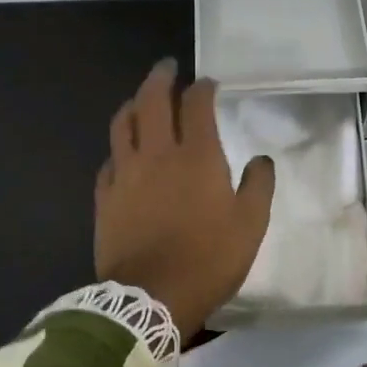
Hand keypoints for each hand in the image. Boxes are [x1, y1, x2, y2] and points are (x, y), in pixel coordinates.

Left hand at [94, 59, 275, 339]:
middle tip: (168, 68)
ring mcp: (125, 174)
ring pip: (122, 124)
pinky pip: (108, 161)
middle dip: (161, 78)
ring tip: (141, 99)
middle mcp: (157, 154)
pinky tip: (123, 152)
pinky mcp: (105, 197)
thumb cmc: (208, 259)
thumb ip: (258, 186)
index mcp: (197, 156)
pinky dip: (118, 147)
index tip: (208, 83)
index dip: (202, 88)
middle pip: (152, 101)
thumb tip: (261, 159)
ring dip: (133, 104)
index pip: (197, 105)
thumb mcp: (251, 225)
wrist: (150, 298)